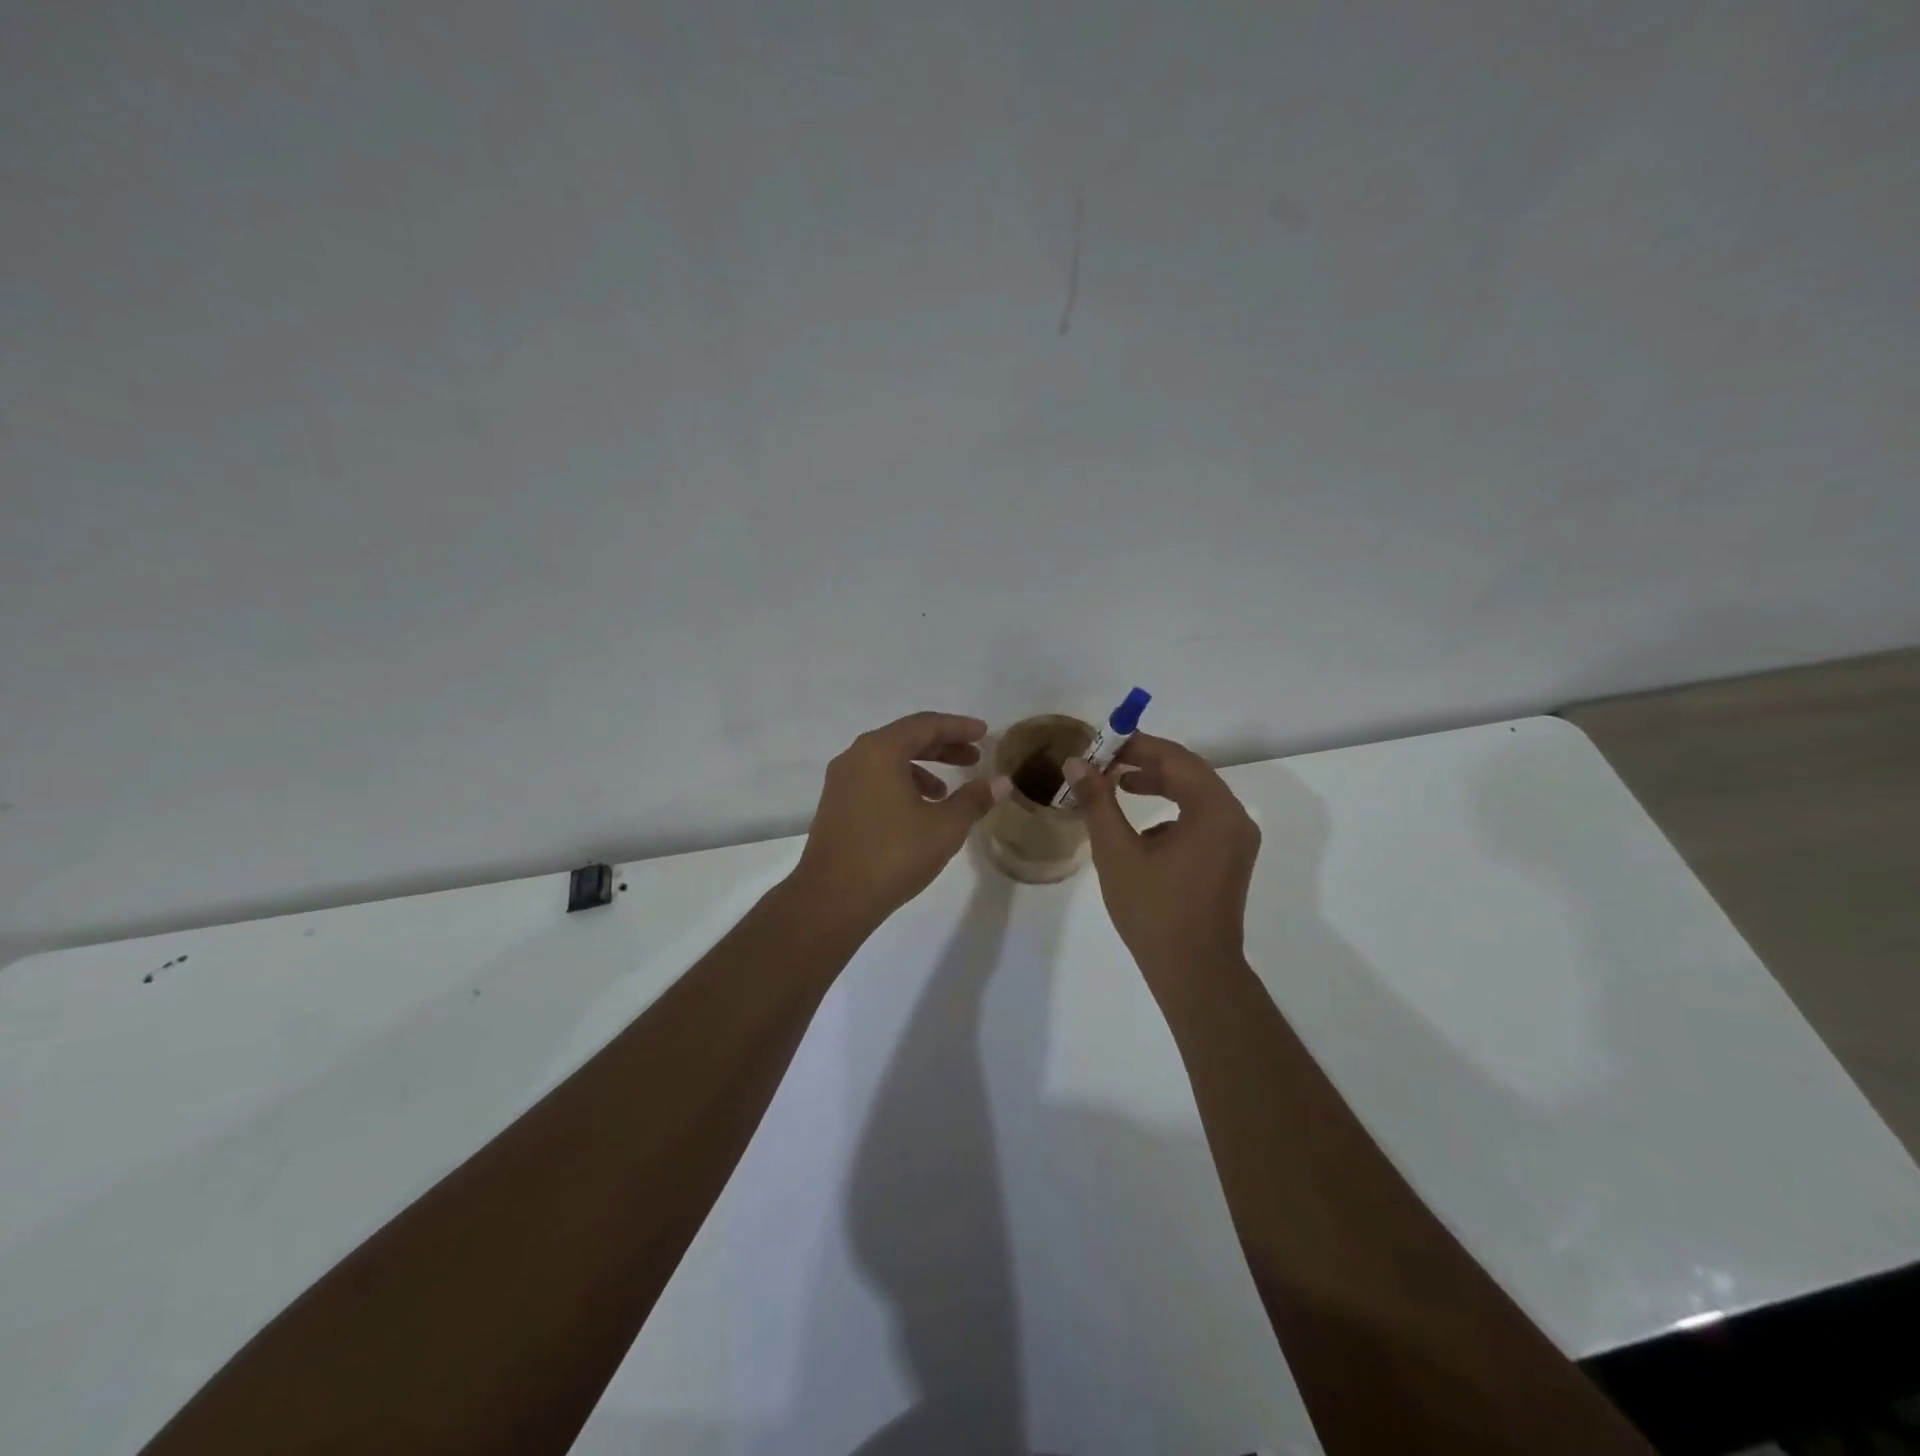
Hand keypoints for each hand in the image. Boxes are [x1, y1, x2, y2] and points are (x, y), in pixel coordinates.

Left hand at [791, 712, 1007, 926]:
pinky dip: (900, 784)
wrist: (832, 899)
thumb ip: (974, 799)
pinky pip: (874, 780)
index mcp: (880, 751)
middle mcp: (856, 756)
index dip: (959, 727)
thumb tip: (1002, 782)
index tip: (984, 733)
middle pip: (906, 738)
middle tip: (974, 758)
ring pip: (888, 761)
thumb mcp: (944, 827)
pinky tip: (918, 812)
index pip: (926, 724)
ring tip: (947, 793)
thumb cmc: (893, 855)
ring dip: (922, 768)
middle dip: (943, 747)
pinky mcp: (835, 805)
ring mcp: (841, 781)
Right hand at [1065, 733, 1260, 990]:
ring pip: (1197, 794)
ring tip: (1120, 784)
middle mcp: (1234, 817)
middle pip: (1190, 772)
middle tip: (1107, 762)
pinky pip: (1203, 817)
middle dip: (1147, 762)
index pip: (1175, 758)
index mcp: (1214, 811)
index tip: (1101, 745)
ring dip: (1161, 783)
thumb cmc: (1154, 911)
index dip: (1136, 746)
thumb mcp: (1117, 851)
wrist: (1194, 972)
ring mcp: (1237, 839)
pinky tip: (1144, 826)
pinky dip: (1173, 809)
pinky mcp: (1231, 857)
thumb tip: (1076, 762)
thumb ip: (1097, 801)